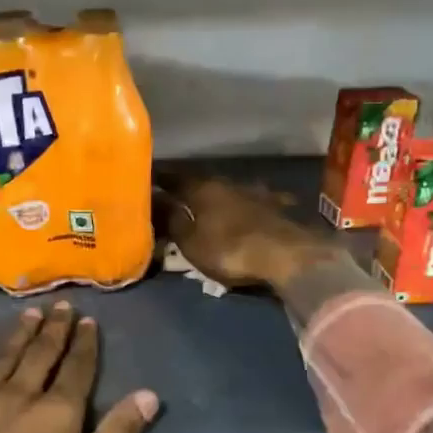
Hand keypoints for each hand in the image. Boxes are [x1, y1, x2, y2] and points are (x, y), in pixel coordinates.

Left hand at [0, 302, 158, 432]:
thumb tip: (148, 395)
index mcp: (55, 416)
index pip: (77, 371)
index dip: (85, 345)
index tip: (88, 321)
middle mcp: (18, 395)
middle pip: (41, 355)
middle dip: (55, 330)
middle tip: (62, 306)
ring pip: (4, 356)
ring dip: (20, 334)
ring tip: (31, 313)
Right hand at [157, 174, 345, 294]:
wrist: (287, 255)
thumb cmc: (229, 249)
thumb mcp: (190, 241)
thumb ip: (171, 220)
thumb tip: (154, 201)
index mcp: (201, 188)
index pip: (172, 176)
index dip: (158, 178)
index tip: (145, 179)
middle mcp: (227, 183)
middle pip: (200, 182)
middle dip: (186, 188)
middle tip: (172, 196)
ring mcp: (254, 193)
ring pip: (226, 190)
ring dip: (215, 197)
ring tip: (205, 206)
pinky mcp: (274, 207)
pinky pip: (251, 202)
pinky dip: (242, 206)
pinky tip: (245, 210)